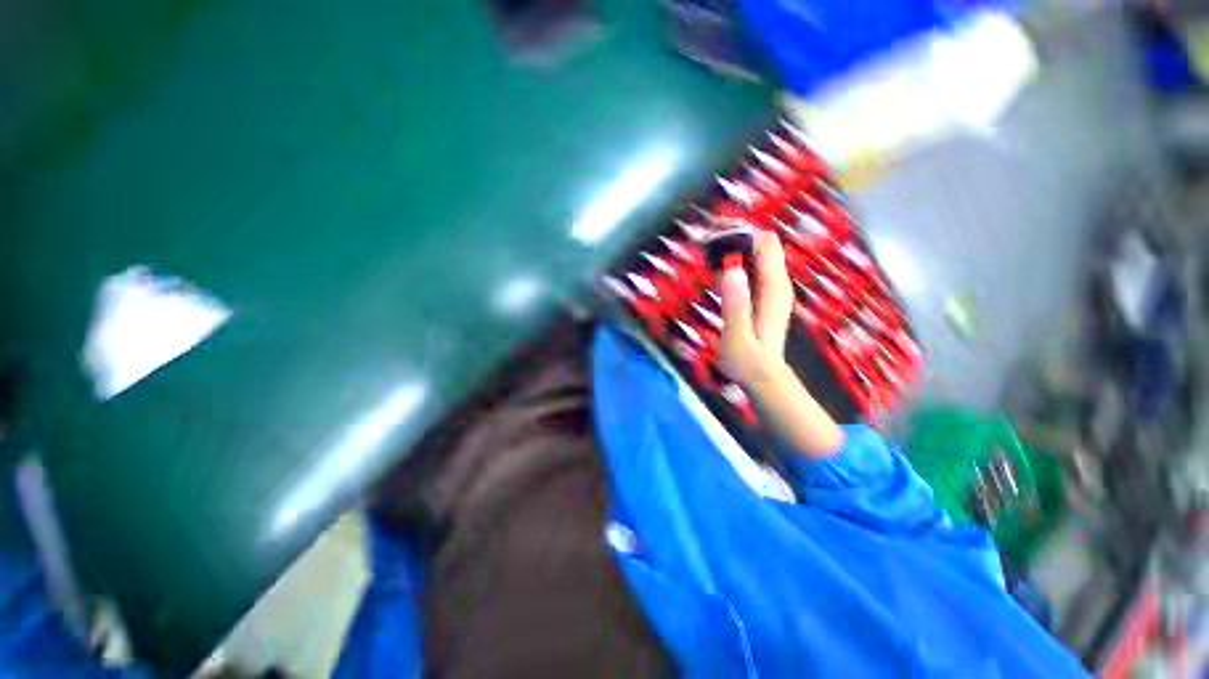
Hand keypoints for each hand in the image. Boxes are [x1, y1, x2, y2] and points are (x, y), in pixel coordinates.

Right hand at [717, 230, 842, 457]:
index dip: (740, 232)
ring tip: (705, 250)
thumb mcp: (737, 337)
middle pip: (760, 242)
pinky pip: (749, 267)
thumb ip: (735, 305)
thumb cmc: (748, 362)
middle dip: (734, 235)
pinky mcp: (761, 294)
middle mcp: (775, 282)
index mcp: (772, 288)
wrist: (762, 378)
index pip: (764, 243)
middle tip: (704, 241)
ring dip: (732, 246)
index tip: (713, 234)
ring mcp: (770, 287)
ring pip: (755, 252)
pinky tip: (714, 269)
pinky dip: (733, 261)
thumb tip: (731, 269)